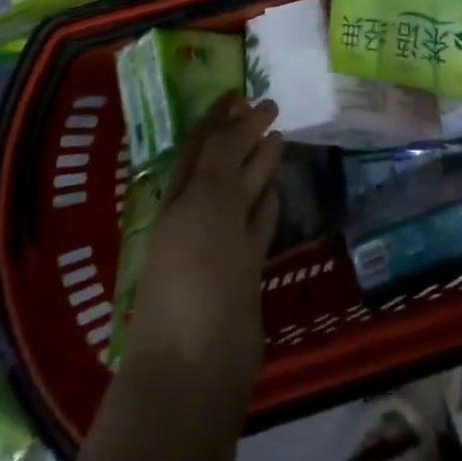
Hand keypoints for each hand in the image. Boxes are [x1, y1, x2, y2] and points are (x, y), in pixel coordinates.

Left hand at [122, 96, 282, 419]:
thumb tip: (240, 117)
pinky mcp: (241, 278)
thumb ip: (223, 155)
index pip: (202, 144)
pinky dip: (265, 211)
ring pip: (240, 197)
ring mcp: (219, 249)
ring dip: (257, 168)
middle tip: (271, 107)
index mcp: (181, 196)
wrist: (195, 369)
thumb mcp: (208, 200)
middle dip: (242, 136)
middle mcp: (197, 216)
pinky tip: (278, 194)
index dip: (220, 116)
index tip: (243, 91)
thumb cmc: (197, 273)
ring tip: (281, 138)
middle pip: (222, 166)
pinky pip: (254, 232)